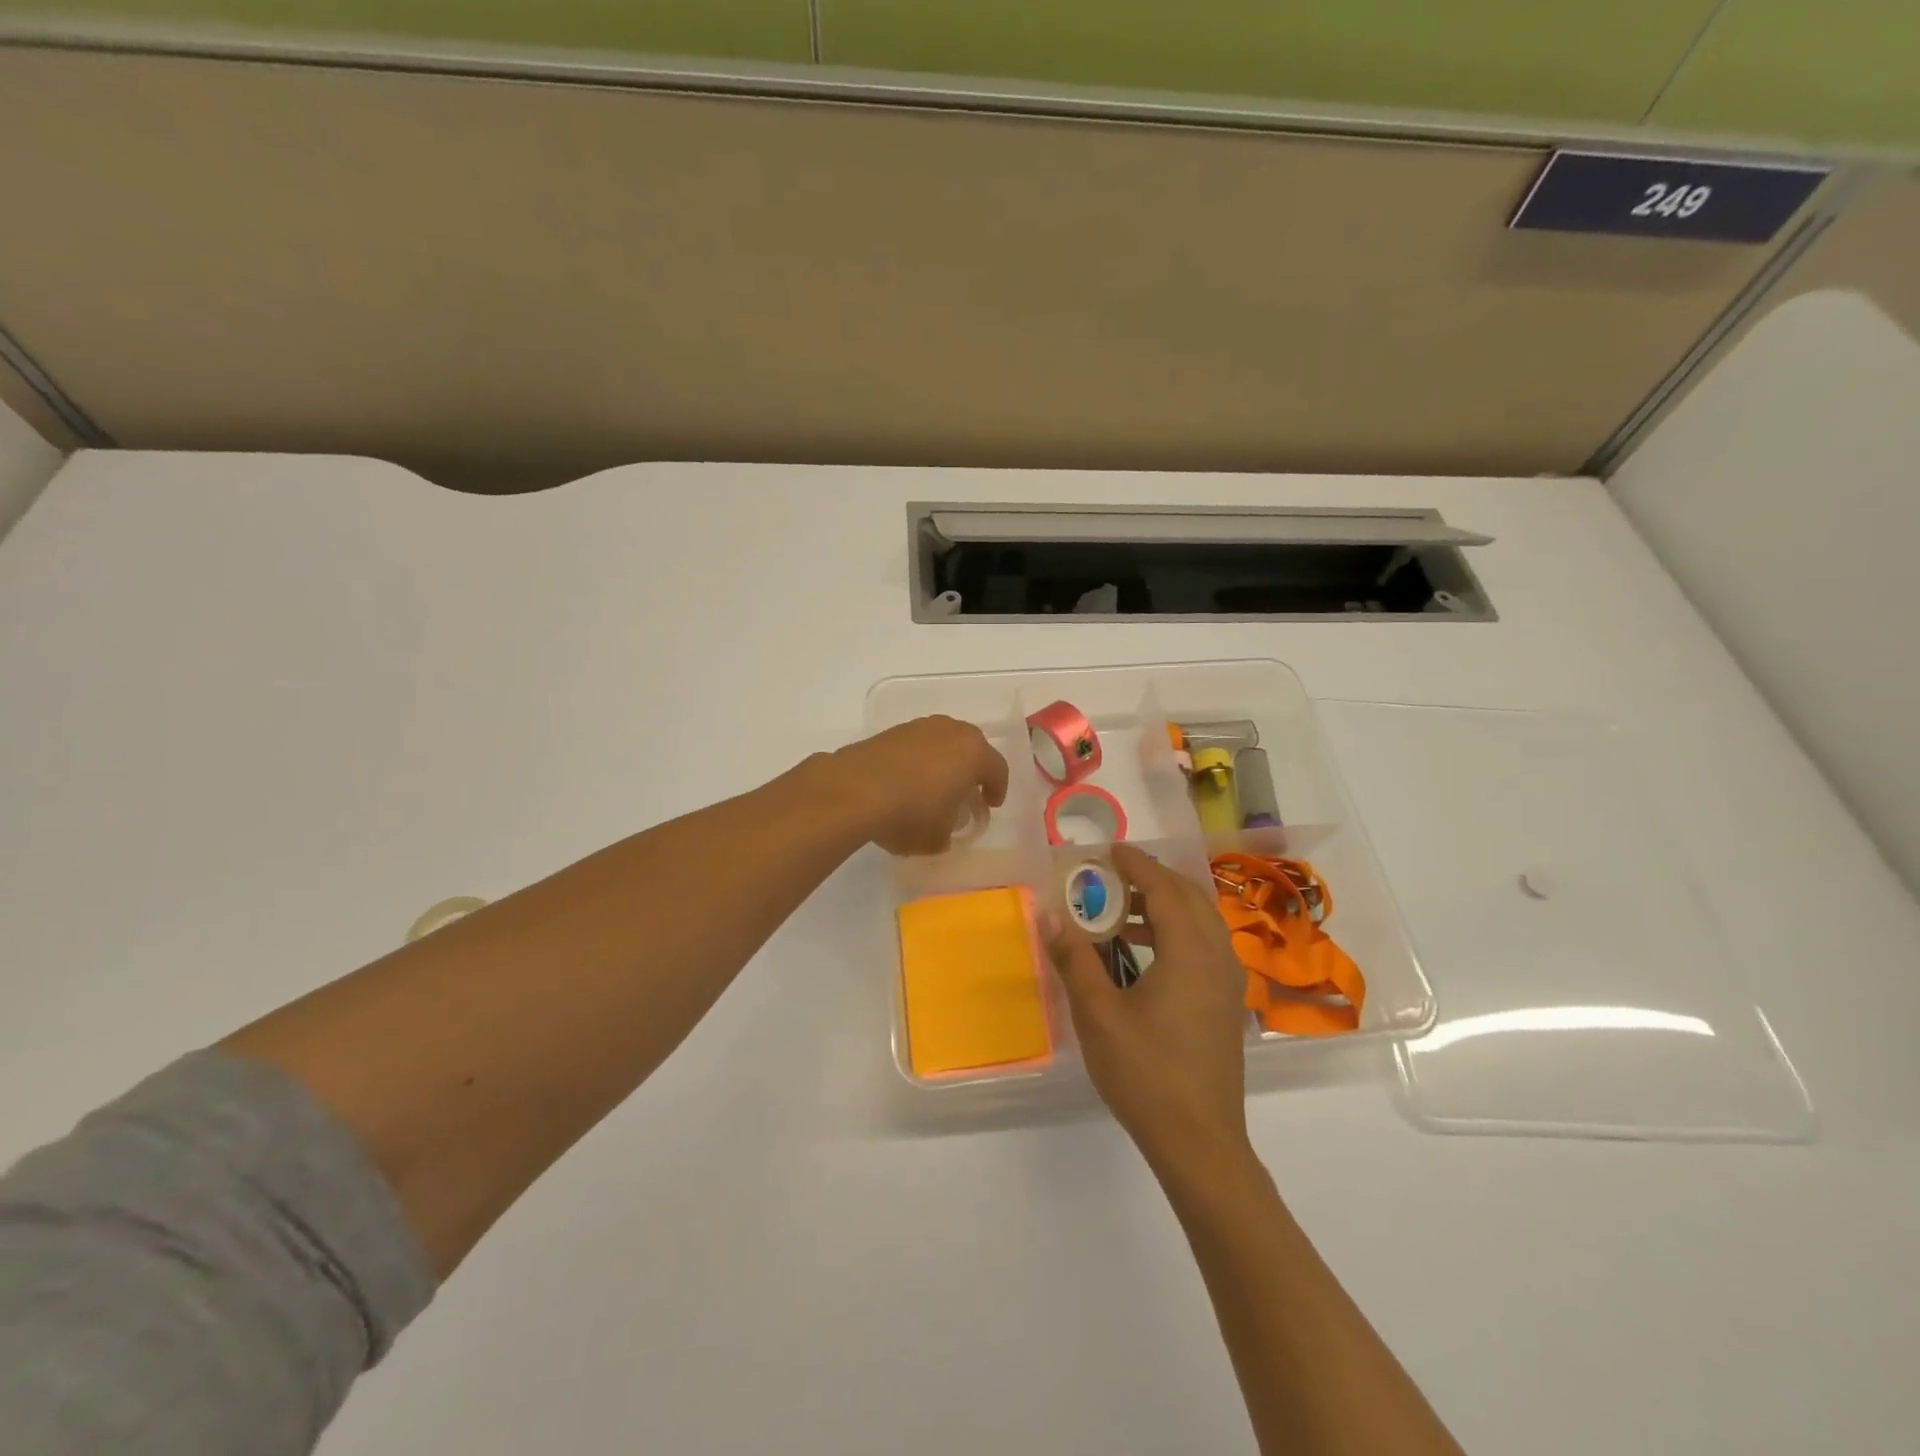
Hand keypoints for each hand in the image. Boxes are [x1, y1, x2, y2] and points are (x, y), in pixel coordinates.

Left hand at [830, 715, 1009, 855]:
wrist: (854, 789)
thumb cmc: (910, 813)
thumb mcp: (937, 838)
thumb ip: (947, 833)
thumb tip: (943, 832)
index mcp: (974, 753)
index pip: (997, 769)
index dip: (997, 789)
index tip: (990, 805)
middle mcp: (951, 731)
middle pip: (971, 748)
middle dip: (971, 770)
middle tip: (966, 792)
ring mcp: (919, 727)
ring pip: (942, 742)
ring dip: (943, 761)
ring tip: (933, 786)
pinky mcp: (891, 731)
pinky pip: (916, 745)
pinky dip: (917, 760)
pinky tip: (906, 780)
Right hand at [1046, 844, 1251, 1175]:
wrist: (1199, 1141)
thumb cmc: (1145, 1073)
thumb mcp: (1098, 1015)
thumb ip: (1075, 960)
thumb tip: (1051, 917)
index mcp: (1189, 952)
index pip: (1165, 889)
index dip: (1137, 864)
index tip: (1109, 850)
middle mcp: (1218, 957)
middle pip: (1190, 897)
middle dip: (1154, 878)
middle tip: (1115, 876)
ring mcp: (1228, 983)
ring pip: (1202, 922)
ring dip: (1167, 905)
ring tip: (1124, 912)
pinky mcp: (1227, 1005)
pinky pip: (1206, 946)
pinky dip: (1179, 931)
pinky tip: (1147, 954)